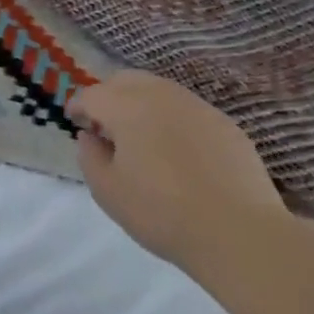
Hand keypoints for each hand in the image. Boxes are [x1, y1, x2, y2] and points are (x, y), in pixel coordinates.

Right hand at [68, 71, 292, 277]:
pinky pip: (187, 109)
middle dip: (108, 95)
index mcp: (127, 107)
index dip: (78, 106)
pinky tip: (175, 151)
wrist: (239, 233)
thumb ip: (89, 156)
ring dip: (140, 103)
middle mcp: (161, 95)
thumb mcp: (107, 191)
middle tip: (104, 125)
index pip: (92, 94)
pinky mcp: (225, 124)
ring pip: (159, 89)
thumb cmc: (161, 212)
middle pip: (125, 80)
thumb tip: (91, 136)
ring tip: (139, 137)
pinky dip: (171, 118)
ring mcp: (198, 107)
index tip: (74, 122)